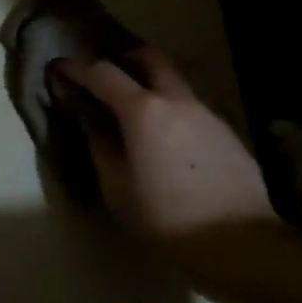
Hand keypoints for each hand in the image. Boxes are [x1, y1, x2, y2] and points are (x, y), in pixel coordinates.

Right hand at [54, 46, 275, 249]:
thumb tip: (89, 117)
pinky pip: (192, 108)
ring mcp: (208, 114)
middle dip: (125, 57)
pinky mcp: (227, 133)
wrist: (241, 244)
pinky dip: (172, 111)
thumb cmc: (165, 218)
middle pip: (150, 58)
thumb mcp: (116, 187)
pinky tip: (168, 141)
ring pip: (175, 83)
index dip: (77, 68)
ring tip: (136, 113)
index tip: (60, 67)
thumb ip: (99, 143)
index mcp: (143, 110)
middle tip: (107, 75)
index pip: (103, 73)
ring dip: (152, 85)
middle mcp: (177, 100)